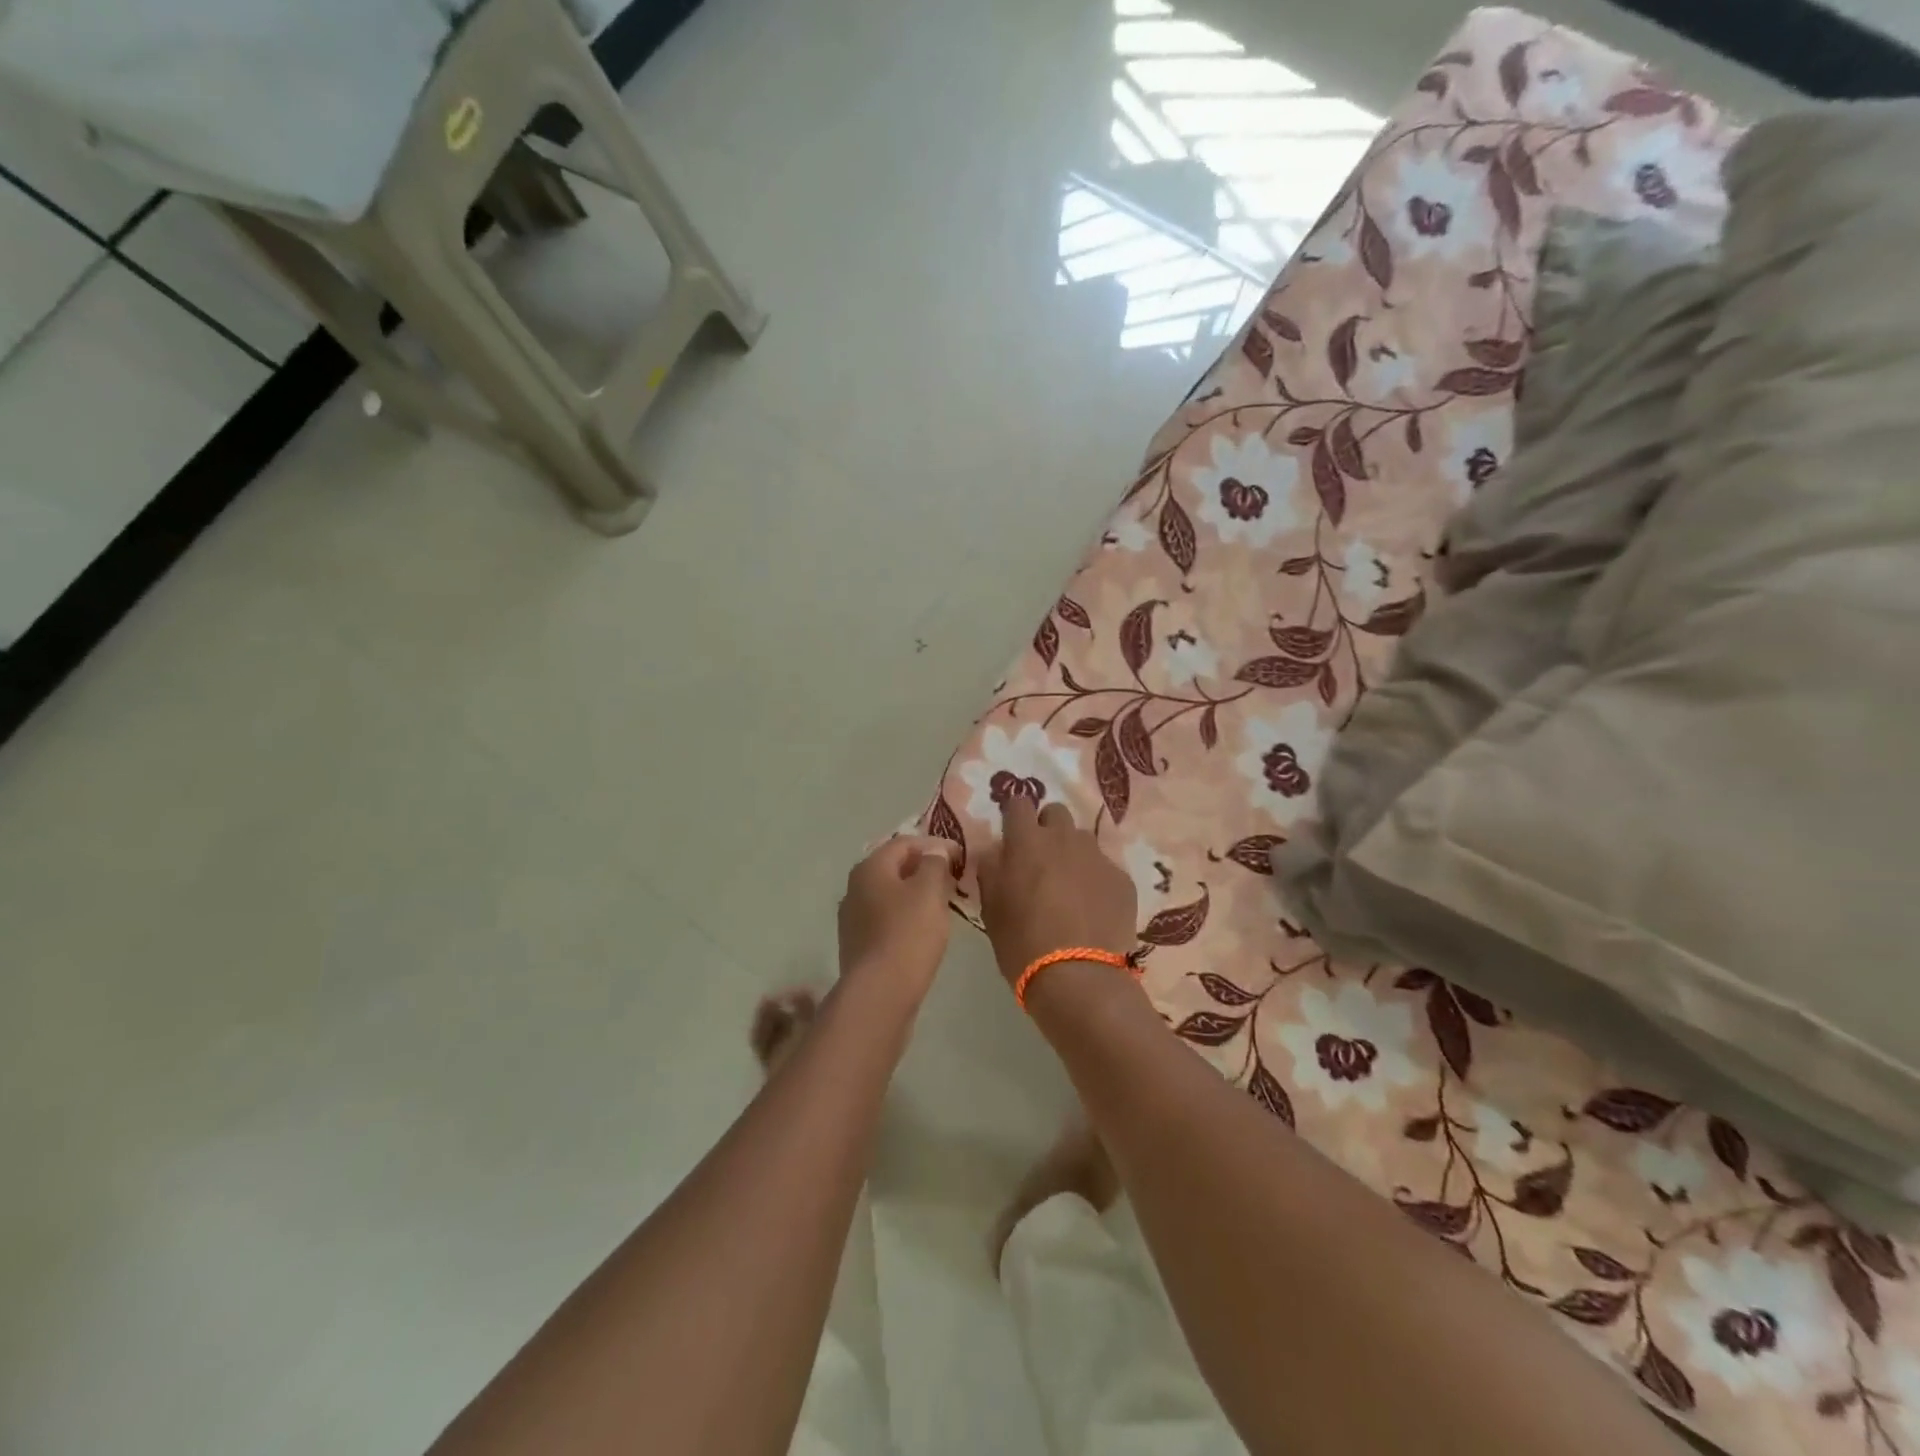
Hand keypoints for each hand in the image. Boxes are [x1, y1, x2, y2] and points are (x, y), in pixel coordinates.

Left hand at [837, 836, 957, 1001]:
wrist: (879, 994)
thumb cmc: (908, 934)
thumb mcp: (930, 891)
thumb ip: (935, 863)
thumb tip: (935, 851)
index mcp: (870, 867)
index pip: (905, 843)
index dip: (936, 845)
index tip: (962, 858)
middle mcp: (855, 887)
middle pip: (895, 868)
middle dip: (925, 870)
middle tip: (954, 880)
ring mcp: (853, 918)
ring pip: (890, 895)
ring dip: (916, 895)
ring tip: (943, 906)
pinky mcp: (858, 945)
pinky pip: (886, 920)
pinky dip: (906, 918)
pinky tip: (923, 932)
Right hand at [975, 799, 1136, 989]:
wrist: (1079, 978)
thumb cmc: (1022, 943)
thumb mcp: (991, 908)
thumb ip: (992, 871)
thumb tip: (997, 853)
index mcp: (1026, 842)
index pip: (1018, 803)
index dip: (1014, 816)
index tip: (1012, 835)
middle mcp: (1064, 838)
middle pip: (1055, 813)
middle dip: (1047, 829)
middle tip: (1041, 861)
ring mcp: (1097, 857)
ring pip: (1082, 840)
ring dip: (1072, 854)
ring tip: (1069, 888)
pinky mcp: (1122, 879)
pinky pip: (1104, 868)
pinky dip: (1096, 881)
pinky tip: (1092, 910)